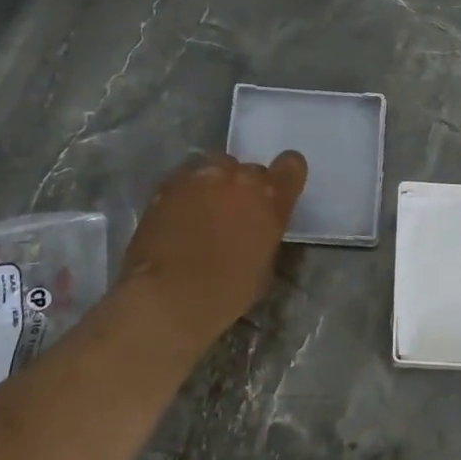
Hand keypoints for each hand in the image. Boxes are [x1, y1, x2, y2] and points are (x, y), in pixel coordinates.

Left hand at [119, 151, 307, 345]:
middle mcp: (239, 178)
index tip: (278, 192)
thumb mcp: (264, 266)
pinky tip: (179, 217)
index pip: (292, 165)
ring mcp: (202, 176)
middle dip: (245, 189)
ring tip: (204, 213)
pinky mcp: (169, 184)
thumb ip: (264, 234)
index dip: (286, 176)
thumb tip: (254, 230)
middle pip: (250, 170)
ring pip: (216, 168)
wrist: (170, 294)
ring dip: (216, 185)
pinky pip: (186, 179)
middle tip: (234, 215)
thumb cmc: (228, 290)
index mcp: (271, 197)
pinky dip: (187, 193)